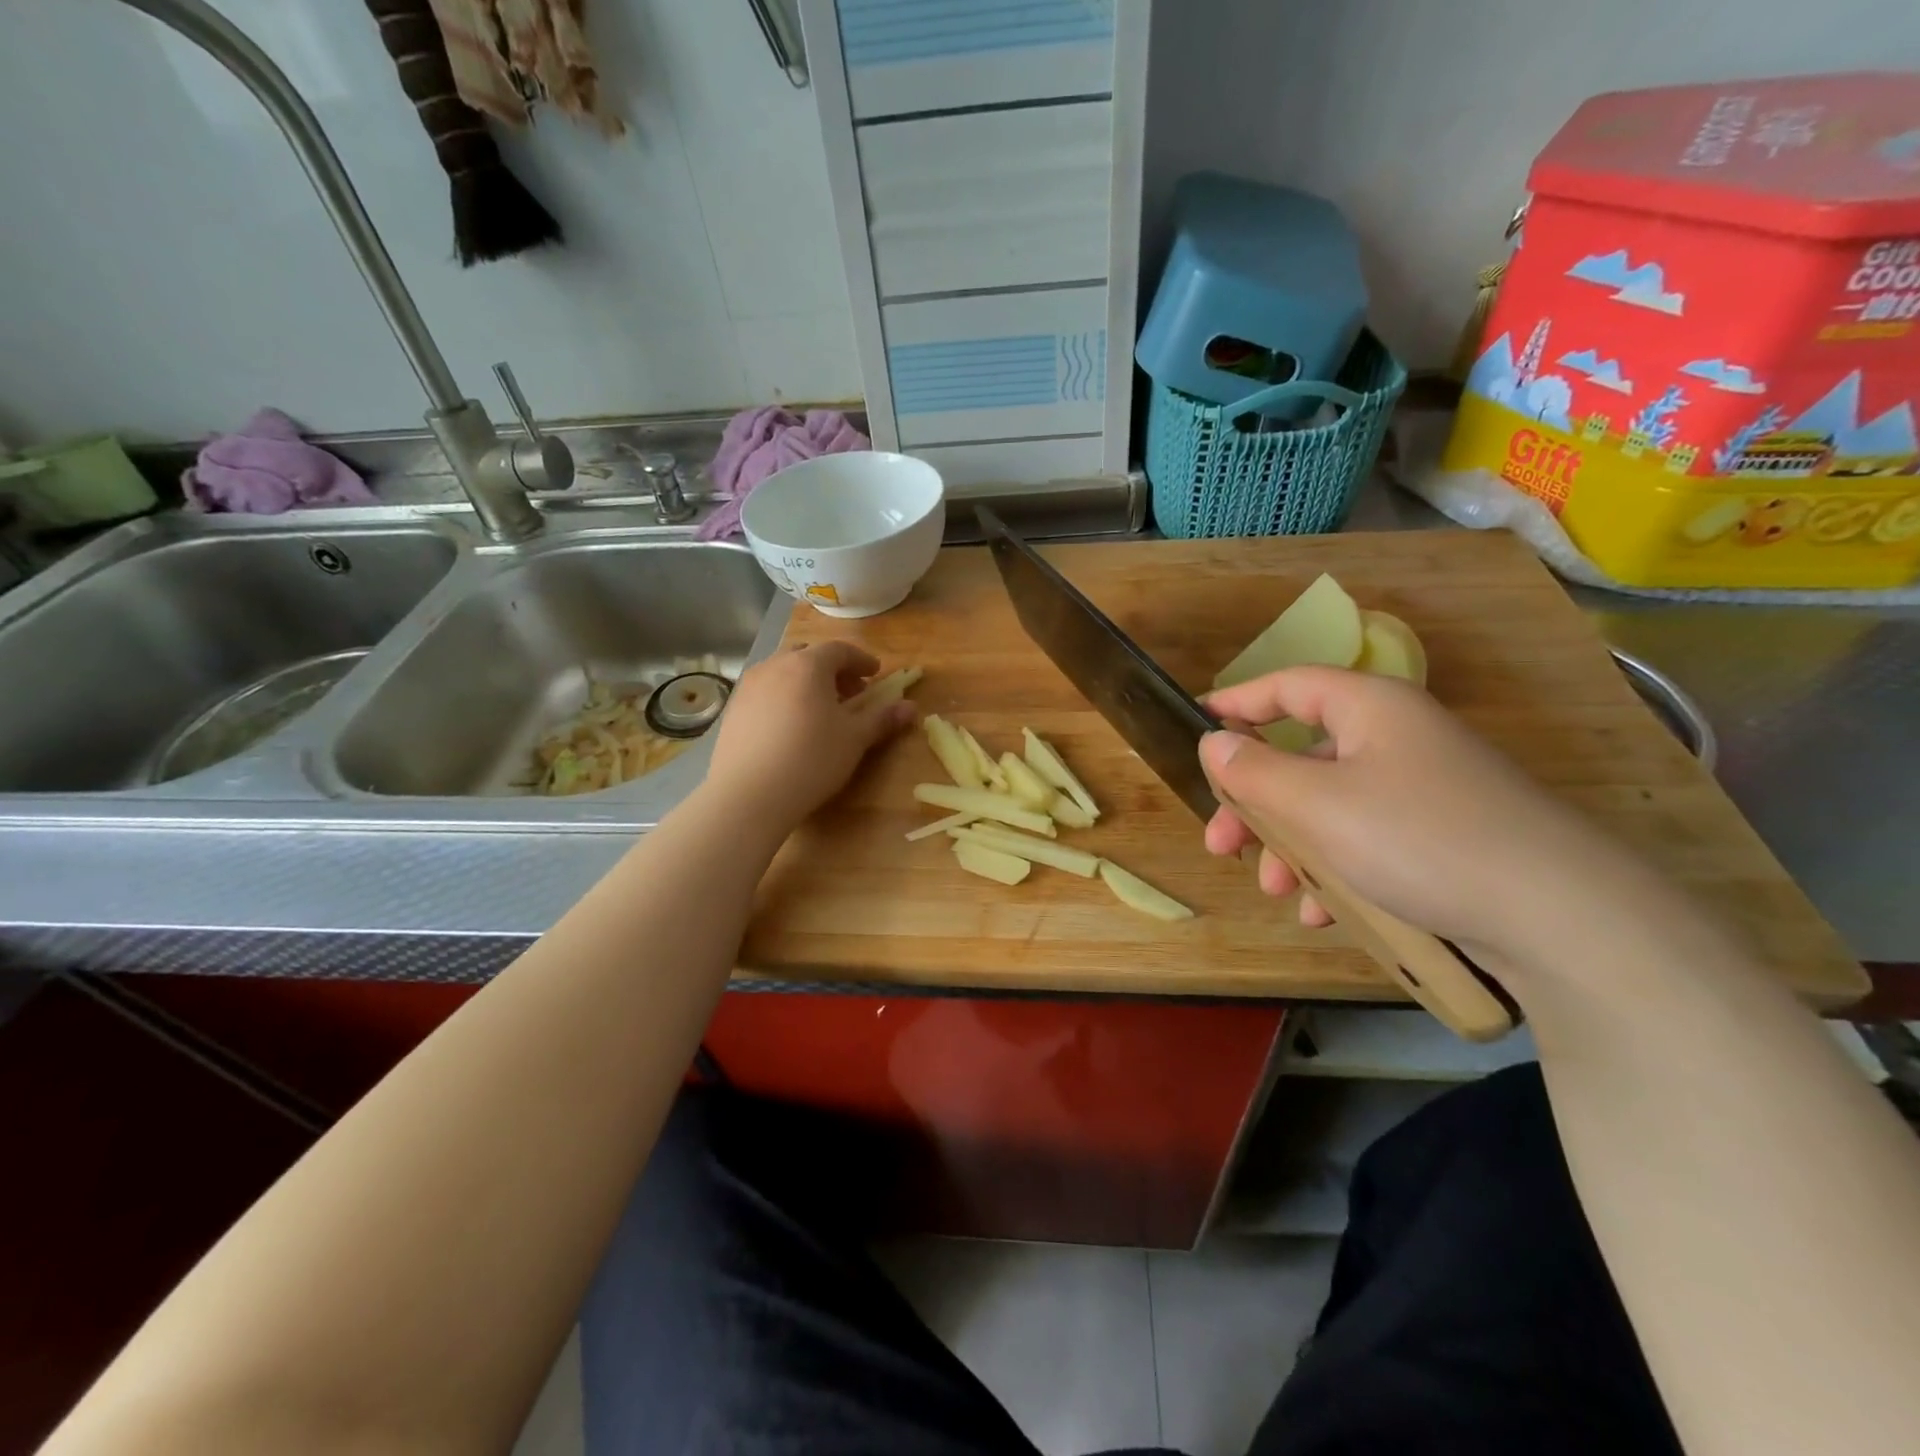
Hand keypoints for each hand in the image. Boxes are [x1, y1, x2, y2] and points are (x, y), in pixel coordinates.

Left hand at [706, 642, 914, 831]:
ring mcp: (749, 687)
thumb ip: (882, 719)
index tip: (874, 674)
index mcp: (808, 665)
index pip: (839, 650)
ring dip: (805, 682)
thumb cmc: (811, 759)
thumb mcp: (854, 739)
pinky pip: (765, 692)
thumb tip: (910, 707)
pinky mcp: (732, 710)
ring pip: (783, 672)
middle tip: (849, 692)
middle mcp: (775, 666)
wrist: (748, 795)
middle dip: (831, 669)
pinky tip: (790, 727)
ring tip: (820, 710)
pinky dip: (783, 698)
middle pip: (808, 655)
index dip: (861, 660)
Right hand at [1199, 667, 1647, 967]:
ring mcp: (1426, 789)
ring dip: (1292, 847)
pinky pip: (1369, 840)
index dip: (1238, 701)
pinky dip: (1337, 870)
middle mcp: (1398, 738)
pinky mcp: (1446, 836)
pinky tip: (1326, 913)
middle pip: (1303, 756)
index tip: (1197, 722)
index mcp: (1370, 708)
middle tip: (1222, 844)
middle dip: (1256, 804)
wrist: (1559, 916)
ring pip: (1331, 806)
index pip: (1288, 685)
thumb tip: (1214, 744)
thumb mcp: (1315, 803)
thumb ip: (1253, 771)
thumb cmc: (1416, 837)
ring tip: (1277, 890)